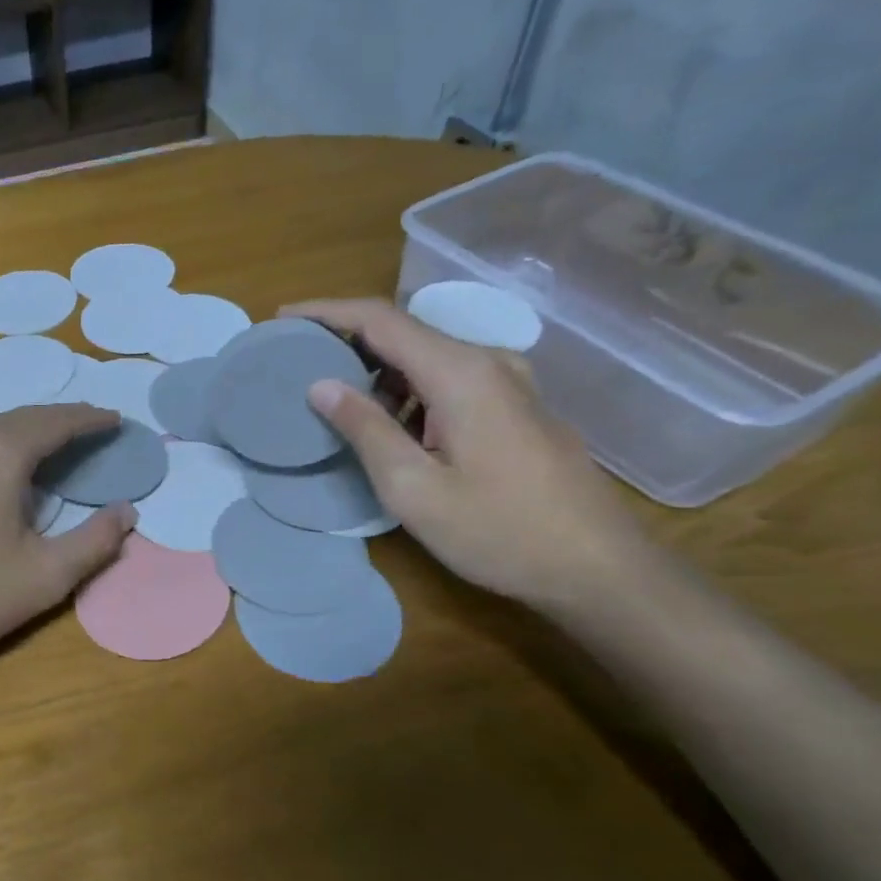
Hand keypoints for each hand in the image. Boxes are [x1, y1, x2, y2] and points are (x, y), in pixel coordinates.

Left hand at [0, 404, 135, 682]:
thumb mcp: (46, 575)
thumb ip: (96, 541)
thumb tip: (127, 512)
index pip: (55, 422)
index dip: (89, 419)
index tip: (115, 420)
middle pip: (20, 418)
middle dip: (58, 421)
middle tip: (89, 430)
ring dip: (22, 432)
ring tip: (48, 447)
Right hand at [284, 298, 654, 613]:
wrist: (599, 569)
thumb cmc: (499, 532)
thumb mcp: (414, 488)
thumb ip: (365, 429)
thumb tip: (320, 385)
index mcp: (460, 373)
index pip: (380, 319)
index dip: (325, 311)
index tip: (280, 318)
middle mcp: (487, 362)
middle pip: (404, 331)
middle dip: (345, 338)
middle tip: (296, 359)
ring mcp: (508, 383)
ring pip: (426, 356)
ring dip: (375, 368)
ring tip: (329, 392)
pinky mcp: (516, 407)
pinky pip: (447, 378)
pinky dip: (406, 388)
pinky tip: (385, 420)